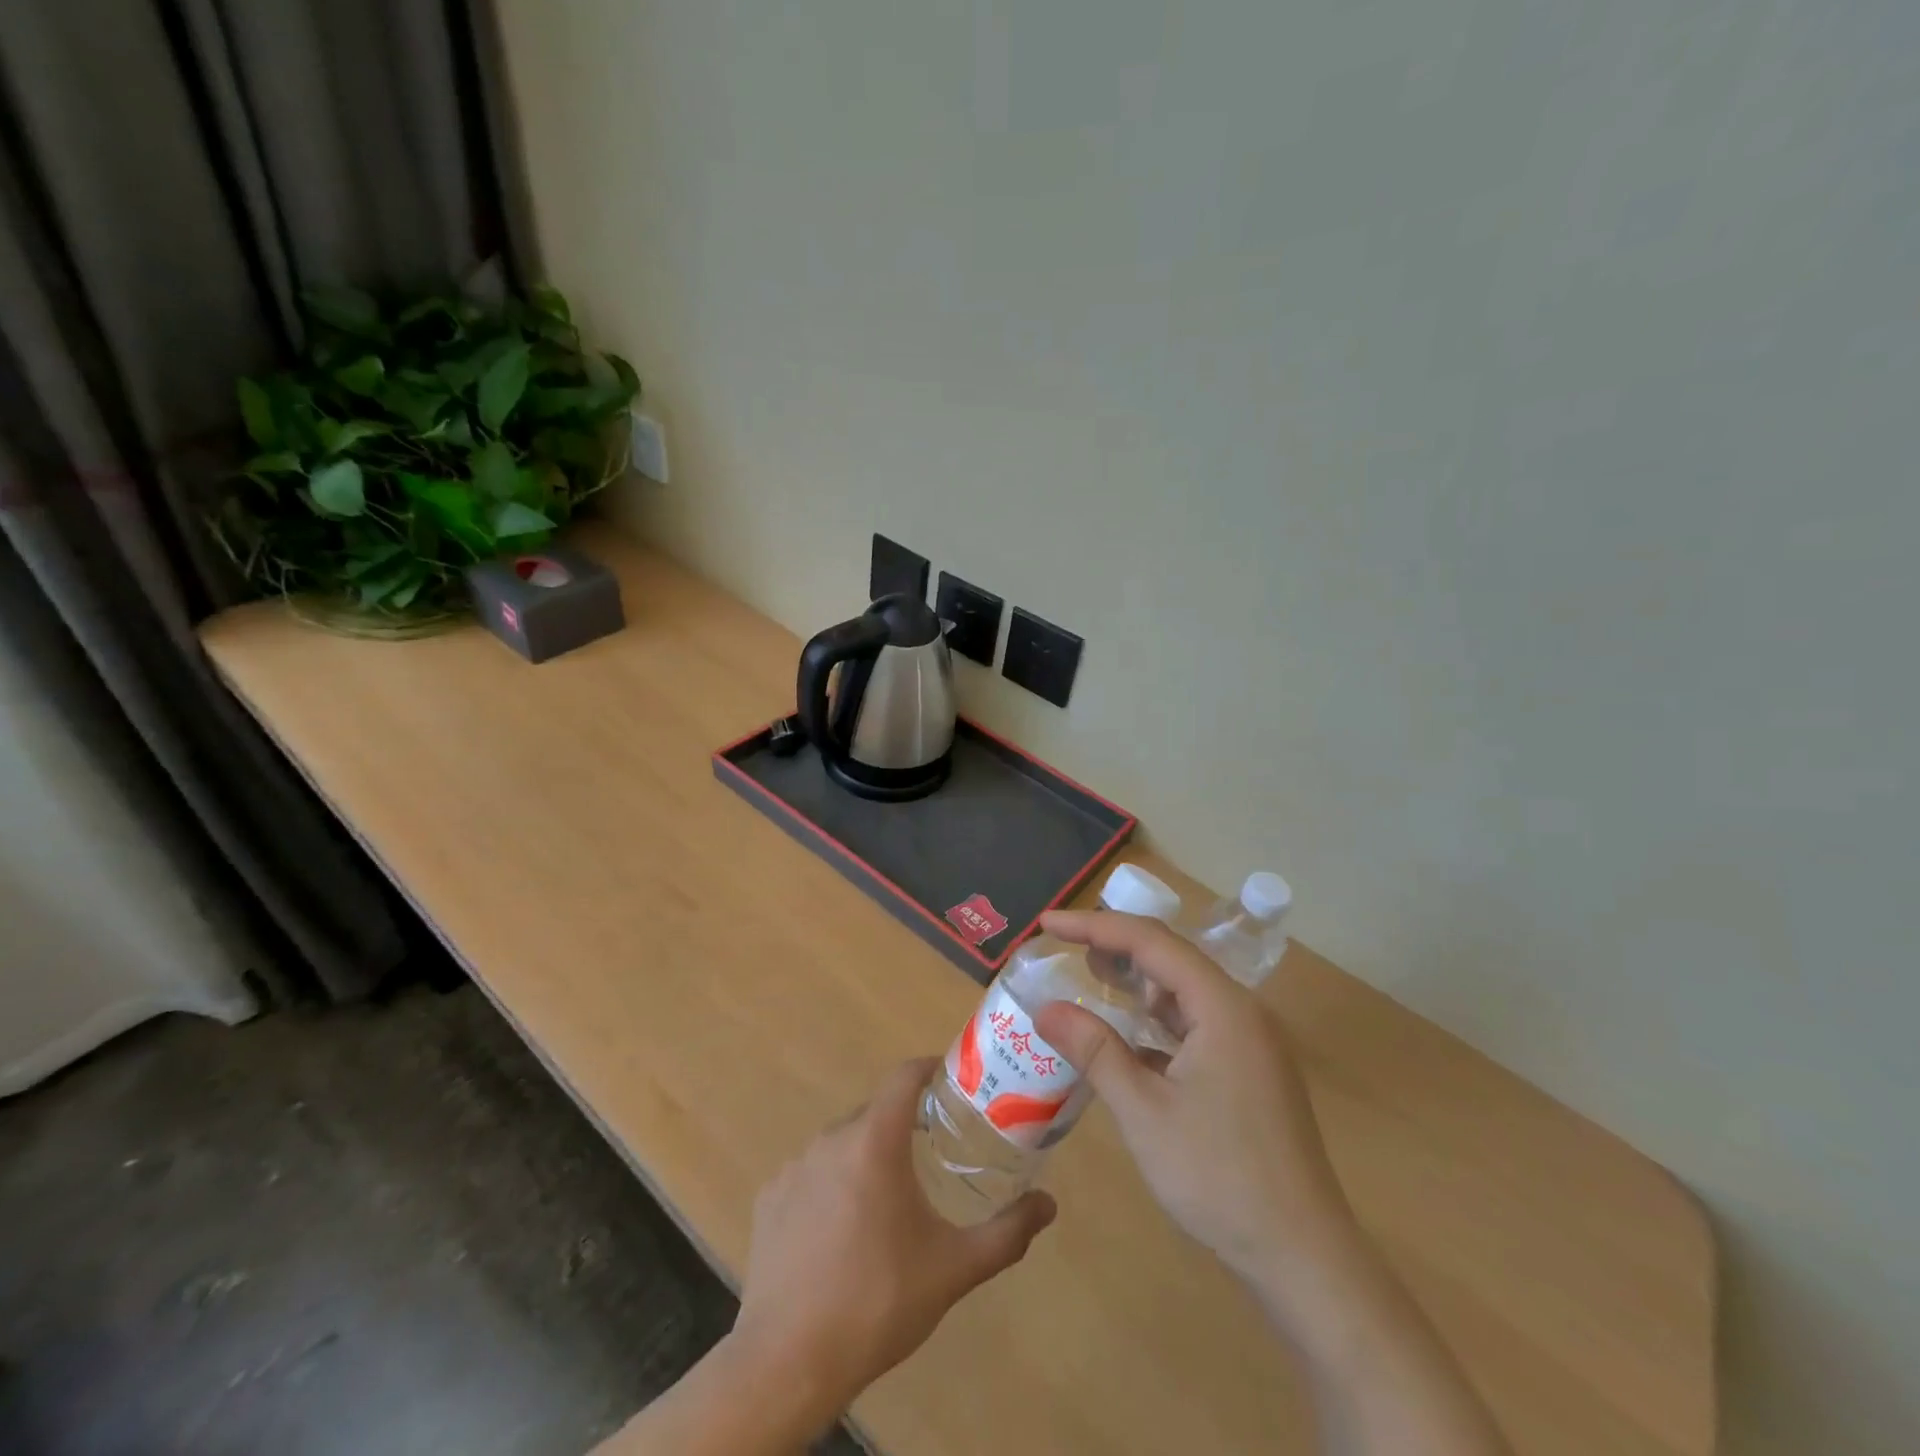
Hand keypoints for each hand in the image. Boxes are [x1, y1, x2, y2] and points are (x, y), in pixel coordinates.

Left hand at [729, 1057, 1056, 1428]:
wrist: (788, 1362)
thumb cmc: (878, 1303)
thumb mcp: (954, 1268)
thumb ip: (1007, 1232)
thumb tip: (1049, 1204)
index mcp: (875, 1141)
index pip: (904, 1076)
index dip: (929, 1069)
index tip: (952, 1082)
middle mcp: (831, 1138)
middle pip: (876, 1112)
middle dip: (905, 1125)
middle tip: (933, 1153)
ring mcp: (794, 1166)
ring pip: (843, 1143)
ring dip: (868, 1157)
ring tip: (890, 1200)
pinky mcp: (769, 1196)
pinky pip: (812, 1173)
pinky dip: (832, 1185)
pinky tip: (841, 1232)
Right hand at [1032, 911, 1350, 1287]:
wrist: (1304, 1259)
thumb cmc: (1220, 1177)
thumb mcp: (1144, 1111)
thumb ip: (1094, 1050)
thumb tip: (1045, 1008)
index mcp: (1223, 1006)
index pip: (1150, 941)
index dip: (1094, 925)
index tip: (1047, 924)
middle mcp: (1241, 1012)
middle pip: (1170, 958)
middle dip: (1115, 947)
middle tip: (1062, 947)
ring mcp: (1250, 1043)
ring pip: (1184, 992)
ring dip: (1136, 983)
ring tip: (1089, 978)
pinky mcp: (1249, 1072)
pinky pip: (1195, 1025)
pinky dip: (1156, 1021)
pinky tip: (1127, 1038)